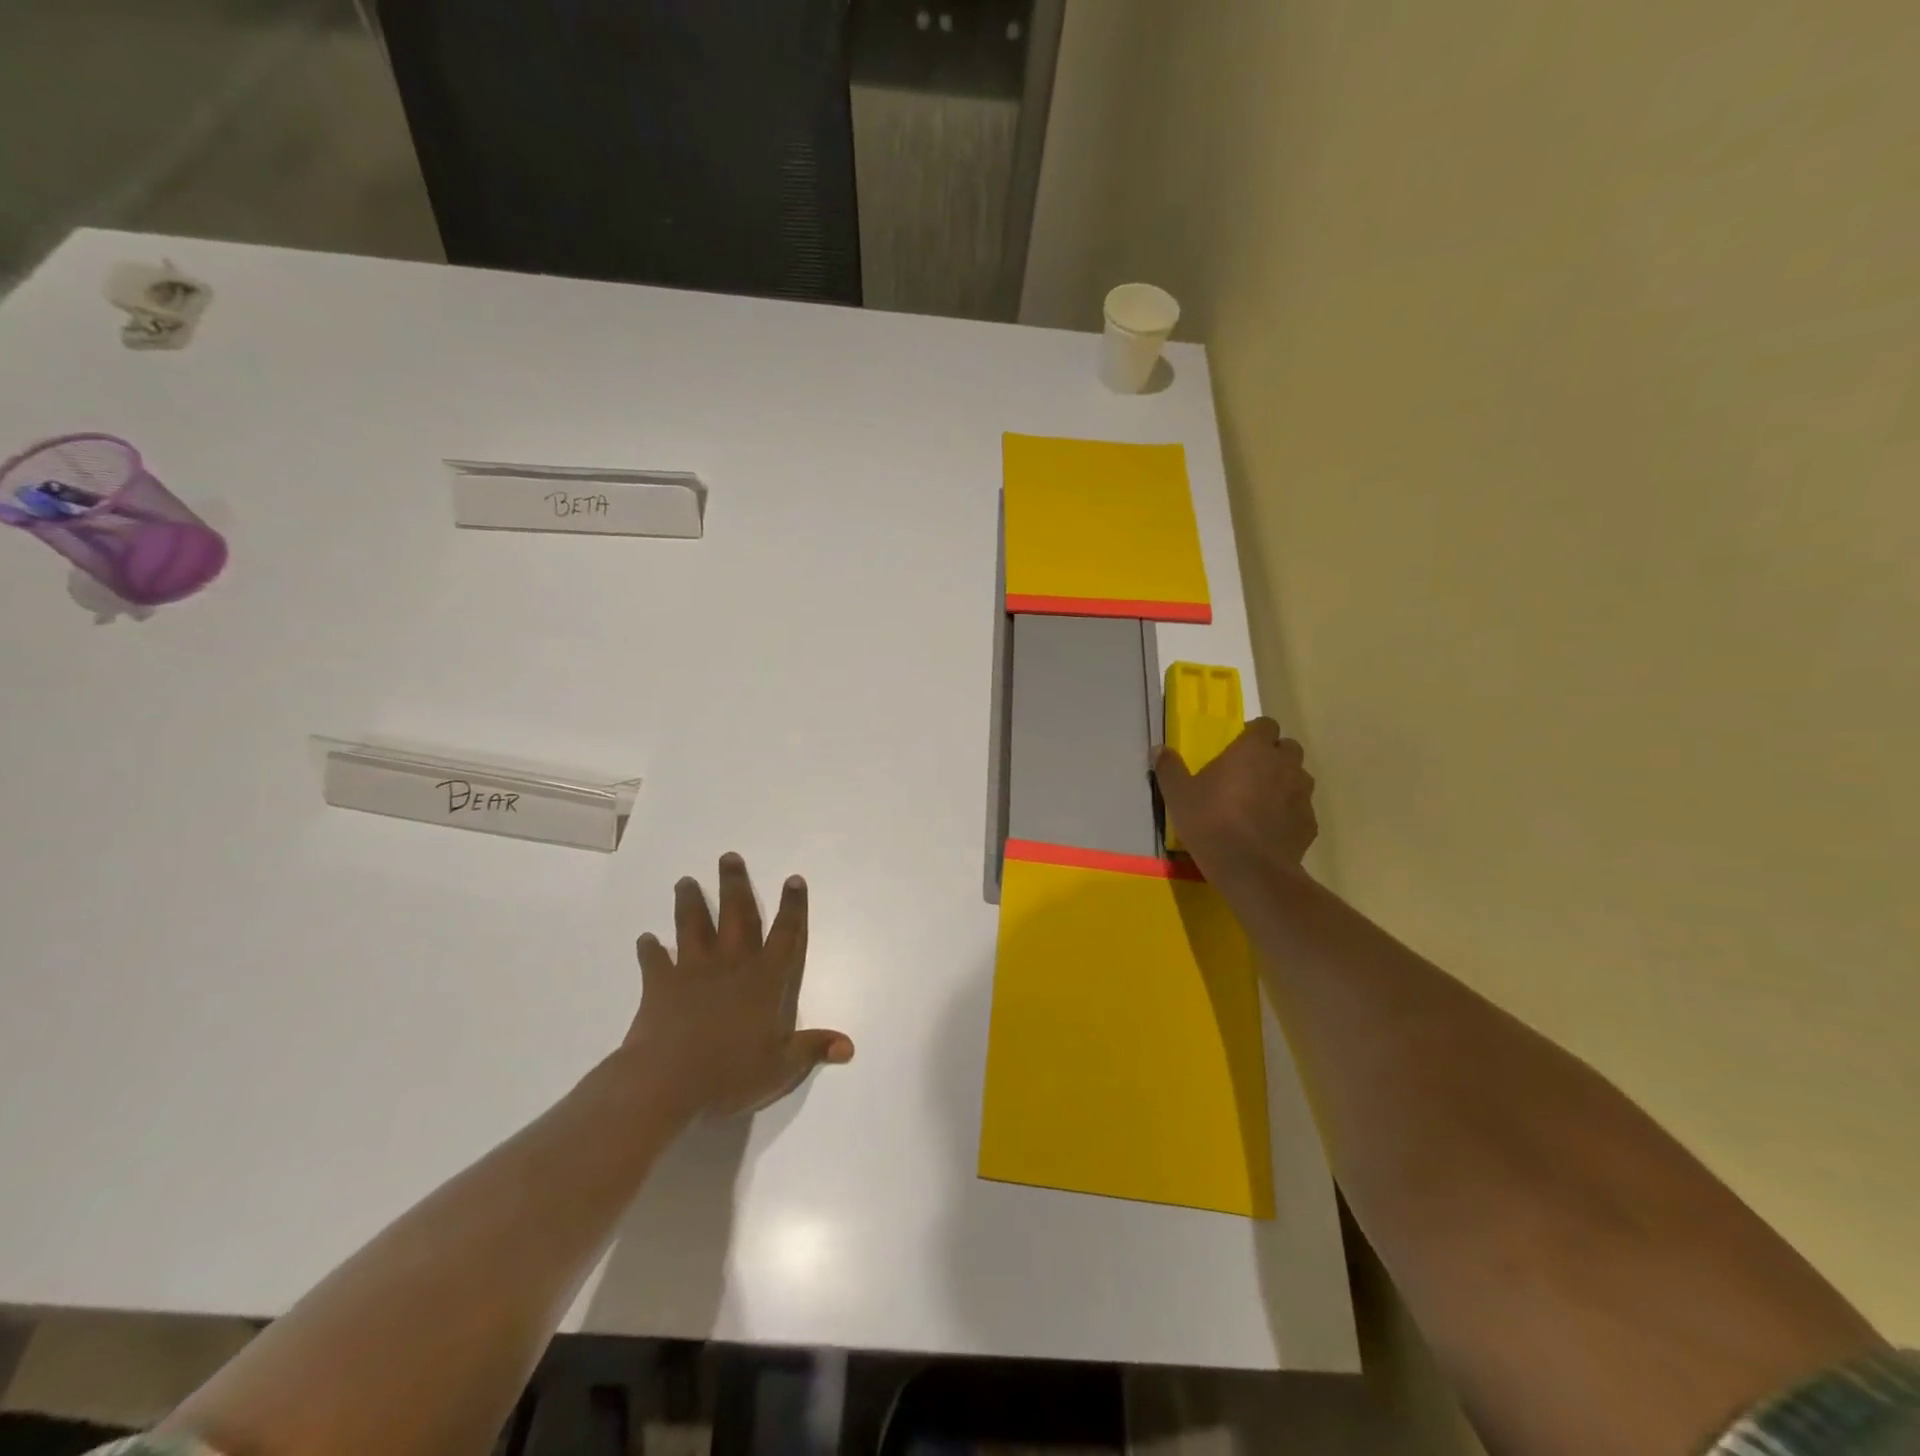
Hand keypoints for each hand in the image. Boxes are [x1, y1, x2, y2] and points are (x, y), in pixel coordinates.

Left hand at [622, 853, 853, 1117]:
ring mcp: (693, 971)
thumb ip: (813, 1049)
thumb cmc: (731, 1073)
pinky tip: (645, 939)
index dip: (793, 907)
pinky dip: (649, 949)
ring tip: (686, 881)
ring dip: (691, 902)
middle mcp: (732, 965)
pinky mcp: (660, 985)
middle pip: (737, 916)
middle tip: (729, 857)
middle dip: (735, 885)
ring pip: (694, 926)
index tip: (793, 879)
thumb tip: (849, 1046)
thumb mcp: (782, 1067)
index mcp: (765, 980)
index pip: (786, 935)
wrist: (667, 1082)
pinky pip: (654, 961)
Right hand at [1154, 718, 1317, 880]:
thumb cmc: (1210, 822)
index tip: (1238, 749)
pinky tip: (1270, 829)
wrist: (1250, 869)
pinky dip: (1289, 812)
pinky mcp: (1310, 822)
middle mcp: (1284, 764)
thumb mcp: (1178, 795)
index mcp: (1254, 750)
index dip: (1254, 734)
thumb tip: (1159, 749)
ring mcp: (1302, 794)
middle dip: (1273, 755)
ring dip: (1284, 782)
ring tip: (1262, 801)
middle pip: (1287, 747)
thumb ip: (1169, 768)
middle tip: (1249, 773)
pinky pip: (1301, 808)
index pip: (1265, 725)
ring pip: (1299, 777)